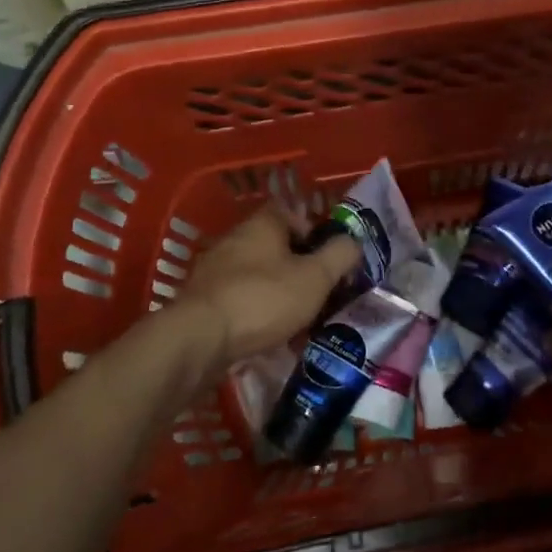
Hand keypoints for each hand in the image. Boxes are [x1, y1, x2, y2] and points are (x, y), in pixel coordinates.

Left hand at [176, 200, 360, 370]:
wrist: (199, 340)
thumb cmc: (264, 299)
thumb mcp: (316, 277)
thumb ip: (340, 255)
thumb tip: (353, 242)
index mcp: (262, 224)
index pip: (289, 212)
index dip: (311, 230)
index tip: (326, 257)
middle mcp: (234, 239)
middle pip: (272, 244)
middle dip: (295, 265)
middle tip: (316, 290)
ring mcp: (212, 270)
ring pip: (254, 273)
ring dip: (274, 290)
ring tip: (295, 318)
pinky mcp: (200, 301)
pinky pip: (236, 298)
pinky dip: (253, 311)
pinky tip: (265, 334)